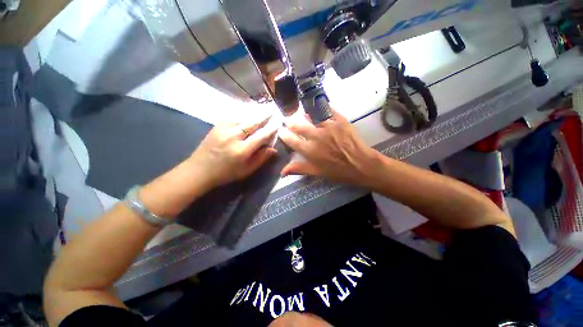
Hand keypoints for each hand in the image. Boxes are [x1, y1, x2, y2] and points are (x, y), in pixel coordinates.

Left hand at [189, 116, 278, 187]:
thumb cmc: (226, 173)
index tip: (278, 122)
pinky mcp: (217, 126)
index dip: (271, 129)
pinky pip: (233, 116)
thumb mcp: (246, 171)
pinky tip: (248, 112)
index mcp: (242, 150)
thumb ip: (261, 159)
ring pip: (243, 117)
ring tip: (263, 108)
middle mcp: (233, 137)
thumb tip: (273, 149)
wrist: (199, 170)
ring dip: (254, 113)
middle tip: (272, 110)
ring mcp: (223, 129)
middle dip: (264, 116)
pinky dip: (243, 114)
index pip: (261, 136)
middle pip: (252, 122)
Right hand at [278, 109, 379, 186]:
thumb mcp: (318, 172)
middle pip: (299, 125)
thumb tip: (282, 171)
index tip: (281, 131)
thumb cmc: (339, 171)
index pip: (291, 140)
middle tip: (289, 121)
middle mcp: (317, 136)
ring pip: (311, 115)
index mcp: (310, 151)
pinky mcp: (340, 120)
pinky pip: (327, 110)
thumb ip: (300, 169)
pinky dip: (321, 109)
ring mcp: (329, 126)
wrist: (362, 165)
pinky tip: (318, 109)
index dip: (284, 134)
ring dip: (305, 115)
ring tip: (302, 114)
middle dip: (291, 122)